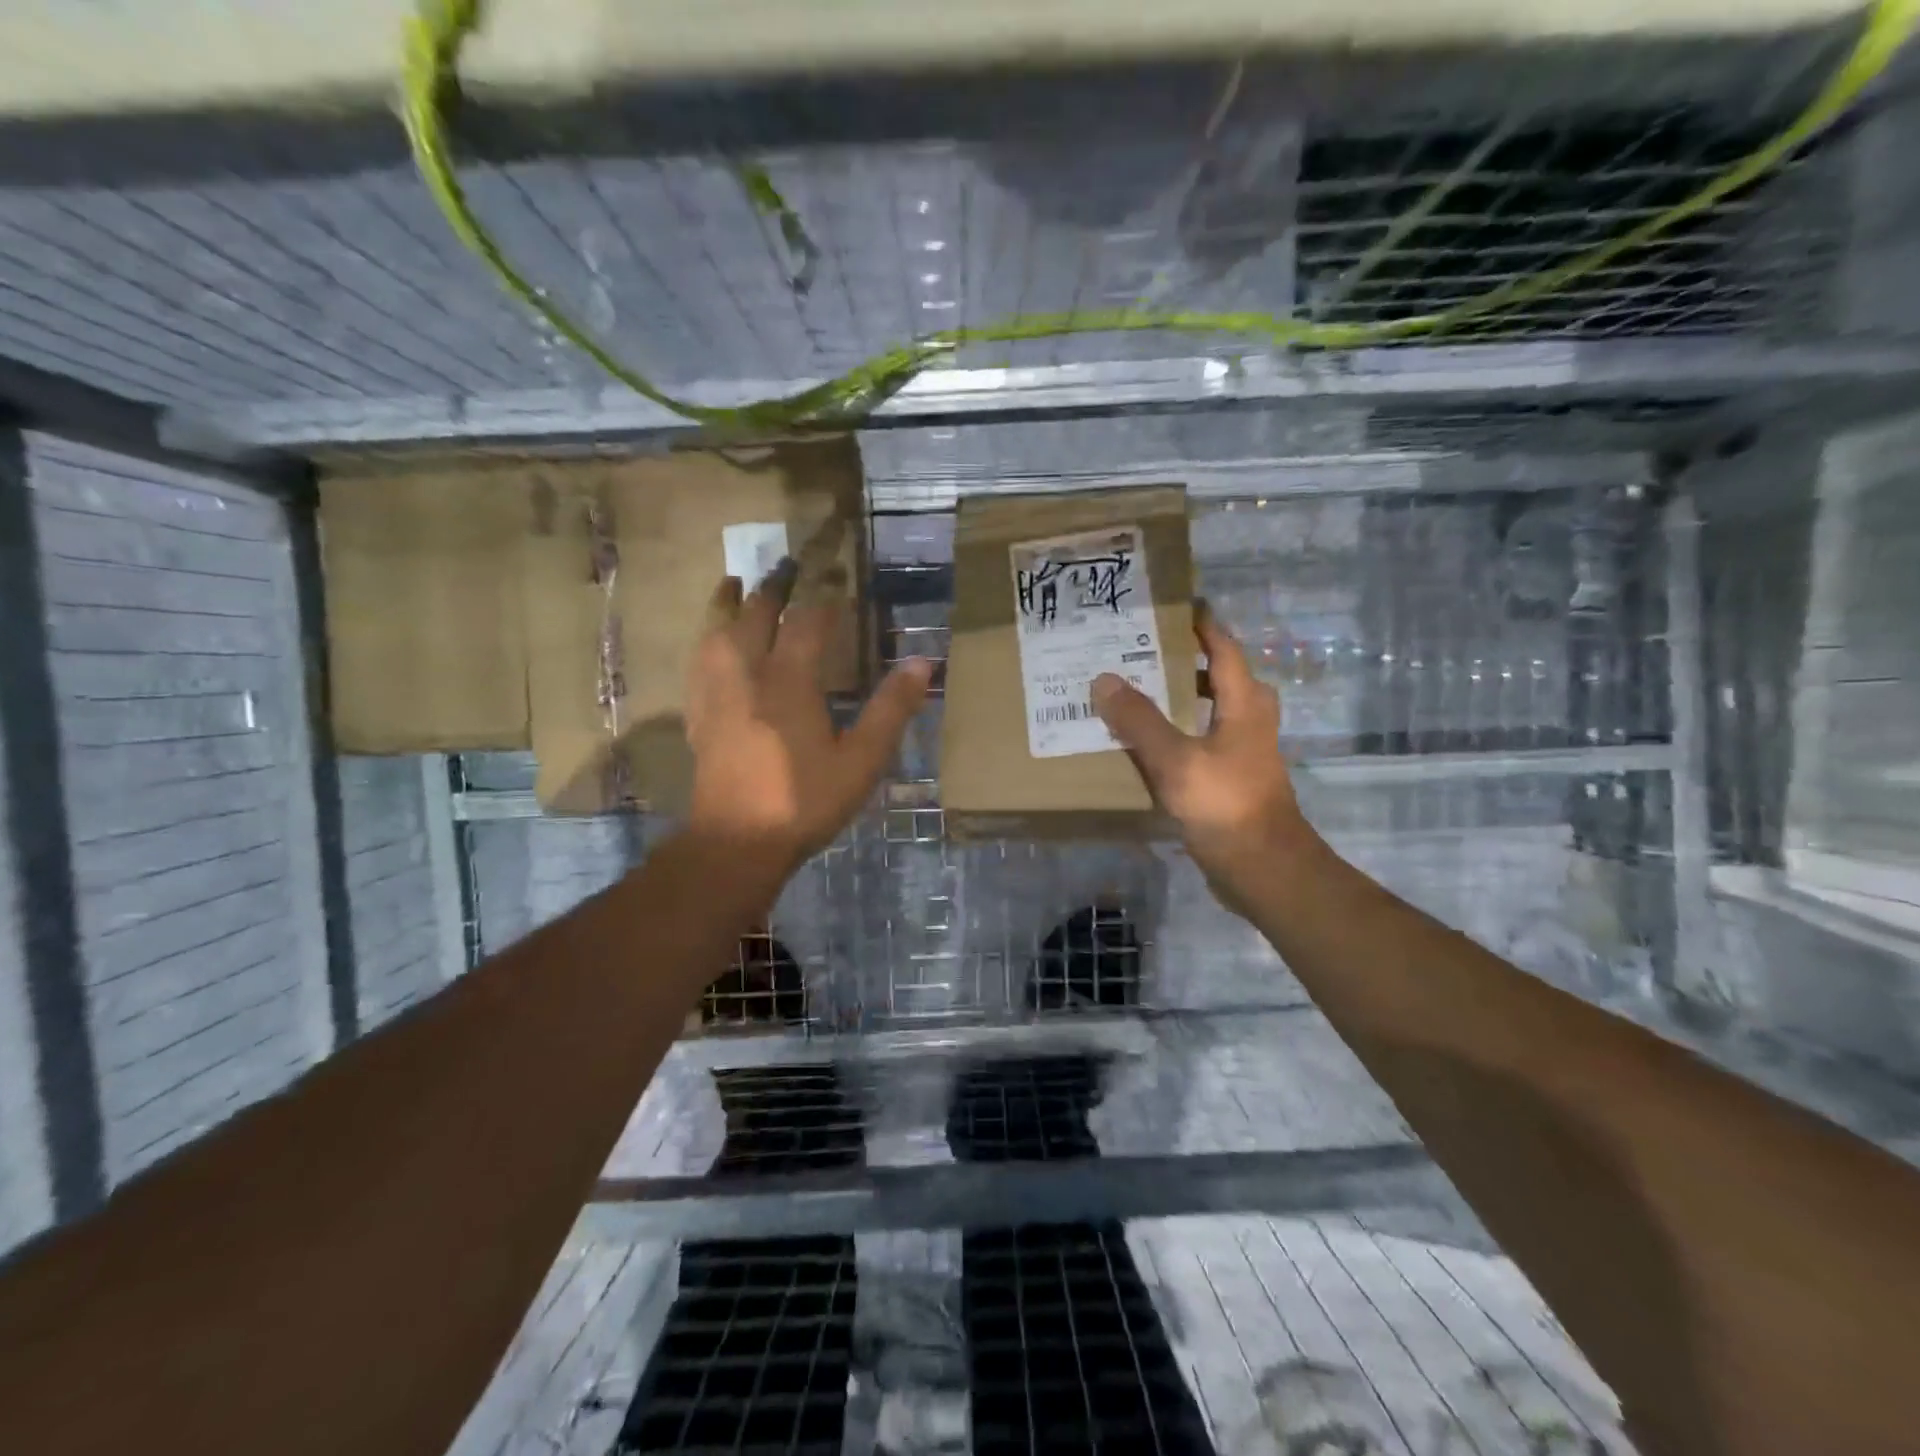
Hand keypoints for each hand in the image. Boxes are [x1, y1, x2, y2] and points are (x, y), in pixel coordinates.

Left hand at [685, 567, 932, 884]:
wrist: (737, 843)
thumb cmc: (805, 800)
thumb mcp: (862, 760)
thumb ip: (891, 709)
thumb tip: (923, 662)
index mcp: (789, 681)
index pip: (806, 623)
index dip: (823, 599)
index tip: (836, 580)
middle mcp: (747, 676)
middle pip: (754, 616)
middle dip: (772, 589)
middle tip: (785, 566)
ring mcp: (716, 695)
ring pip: (716, 634)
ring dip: (727, 604)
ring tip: (732, 583)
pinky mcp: (699, 717)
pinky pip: (697, 664)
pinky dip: (705, 641)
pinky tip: (708, 645)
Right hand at [1091, 606, 1319, 913]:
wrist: (1262, 867)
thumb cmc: (1225, 804)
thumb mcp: (1176, 760)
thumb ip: (1139, 720)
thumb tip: (1104, 679)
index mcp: (1243, 703)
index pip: (1223, 648)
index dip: (1201, 625)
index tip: (1172, 606)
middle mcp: (1248, 719)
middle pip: (1217, 676)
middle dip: (1183, 661)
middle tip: (1140, 651)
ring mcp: (1242, 750)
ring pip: (1209, 710)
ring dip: (1178, 698)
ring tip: (1135, 692)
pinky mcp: (1231, 777)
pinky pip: (1201, 740)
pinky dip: (1176, 731)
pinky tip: (1144, 742)